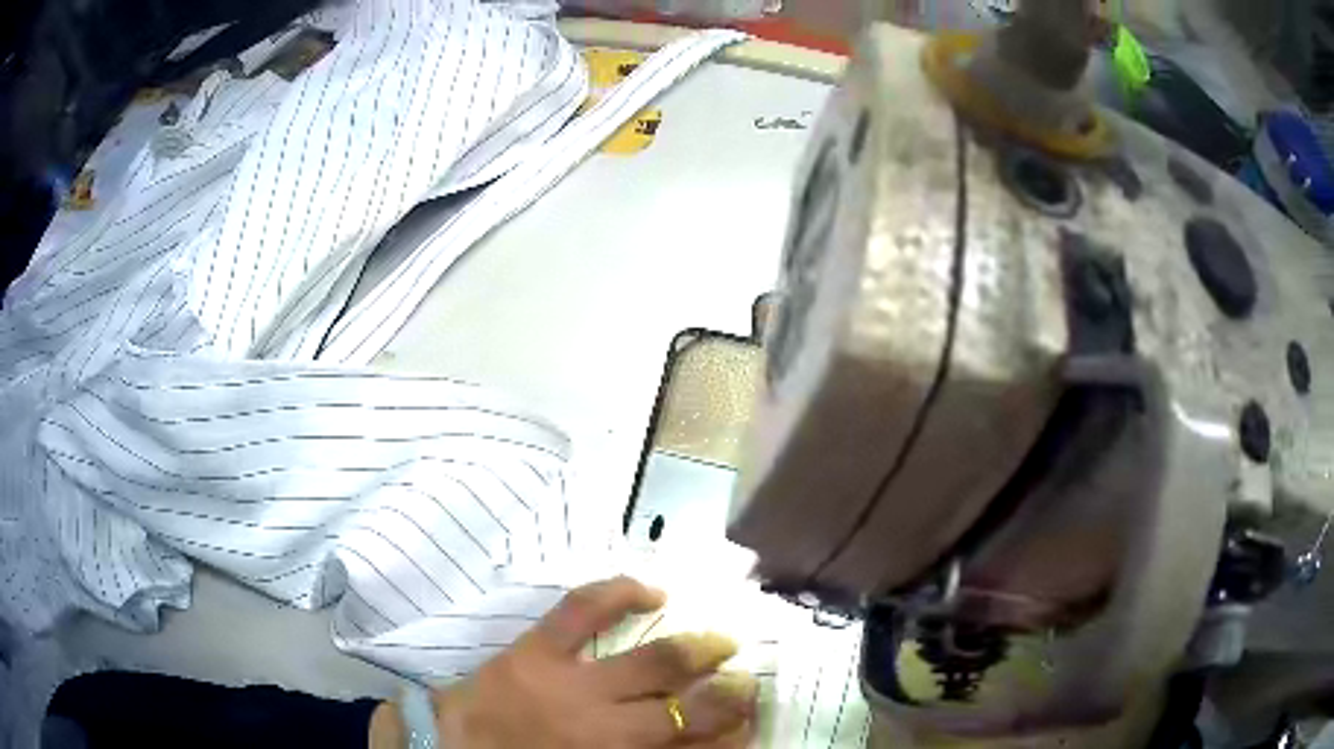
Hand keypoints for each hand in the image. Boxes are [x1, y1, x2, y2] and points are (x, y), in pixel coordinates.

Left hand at [370, 576, 757, 748]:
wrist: (449, 745)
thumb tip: (688, 748)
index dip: (728, 740)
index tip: (751, 729)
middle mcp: (606, 726)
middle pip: (684, 711)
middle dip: (726, 699)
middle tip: (748, 685)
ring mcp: (572, 683)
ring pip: (651, 664)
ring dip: (695, 652)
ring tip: (723, 642)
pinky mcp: (537, 649)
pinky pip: (582, 610)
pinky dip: (618, 592)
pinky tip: (651, 589)